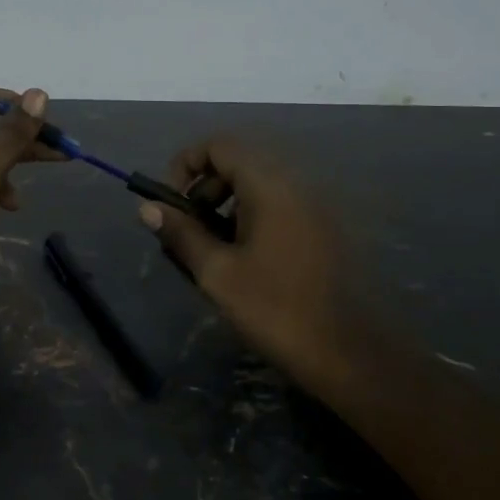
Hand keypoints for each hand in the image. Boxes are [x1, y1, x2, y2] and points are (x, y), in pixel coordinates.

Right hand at [137, 136, 355, 394]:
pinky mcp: (323, 228)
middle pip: (238, 161)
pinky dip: (250, 218)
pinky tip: (243, 261)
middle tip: (187, 230)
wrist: (352, 355)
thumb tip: (147, 208)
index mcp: (270, 185)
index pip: (219, 145)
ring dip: (225, 205)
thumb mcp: (217, 273)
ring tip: (211, 250)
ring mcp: (314, 206)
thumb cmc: (277, 309)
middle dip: (203, 188)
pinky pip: (278, 205)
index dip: (185, 164)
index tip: (170, 204)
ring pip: (258, 185)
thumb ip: (181, 233)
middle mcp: (295, 183)